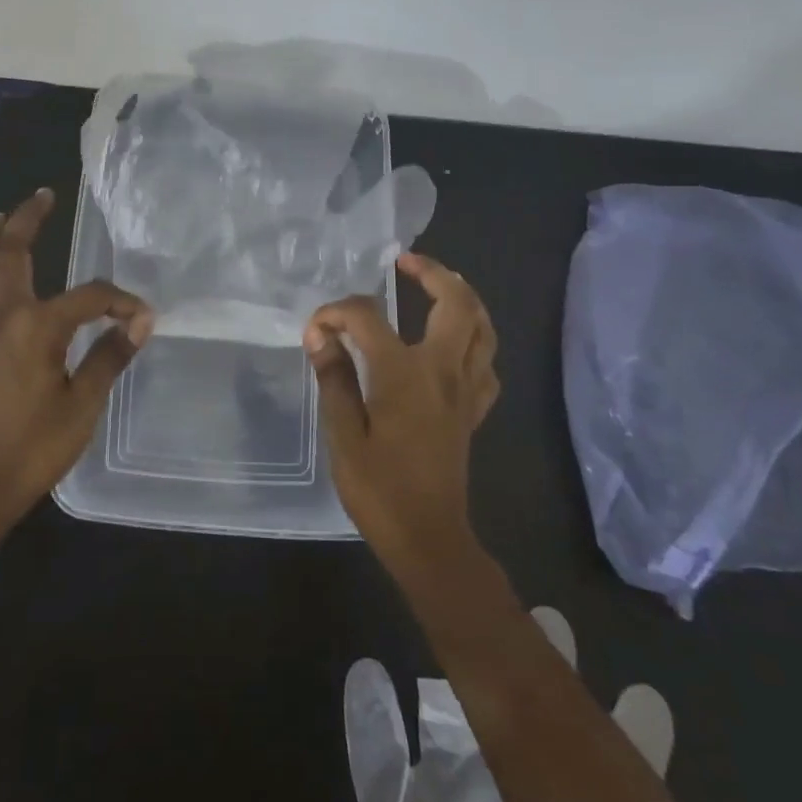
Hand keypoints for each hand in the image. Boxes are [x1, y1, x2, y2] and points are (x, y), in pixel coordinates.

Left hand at [0, 188, 153, 528]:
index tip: (141, 315)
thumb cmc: (35, 447)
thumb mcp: (84, 403)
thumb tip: (141, 322)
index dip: (118, 301)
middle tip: (43, 196)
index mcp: (35, 328)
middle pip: (9, 255)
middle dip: (27, 220)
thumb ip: (110, 356)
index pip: (87, 298)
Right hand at [304, 253, 499, 574]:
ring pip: (482, 328)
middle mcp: (443, 371)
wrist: (429, 539)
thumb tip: (320, 336)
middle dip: (432, 272)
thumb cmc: (379, 489)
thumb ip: (333, 378)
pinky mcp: (474, 410)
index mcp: (404, 373)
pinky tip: (455, 342)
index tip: (315, 329)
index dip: (336, 313)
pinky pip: (485, 362)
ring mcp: (465, 390)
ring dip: (463, 297)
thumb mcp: (342, 434)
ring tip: (439, 284)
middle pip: (455, 303)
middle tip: (406, 262)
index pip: (367, 318)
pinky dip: (474, 339)